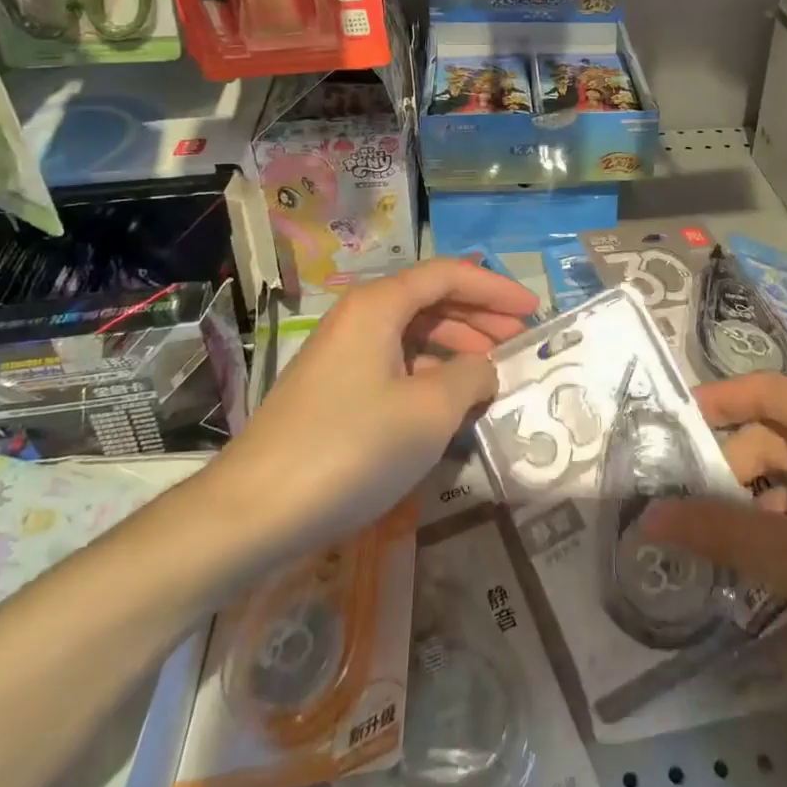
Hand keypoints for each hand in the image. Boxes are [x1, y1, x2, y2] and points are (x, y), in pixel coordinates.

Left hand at [217, 259, 537, 564]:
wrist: (252, 511)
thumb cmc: (350, 448)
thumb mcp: (428, 412)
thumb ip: (470, 377)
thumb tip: (484, 368)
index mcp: (378, 305)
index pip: (448, 275)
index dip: (495, 287)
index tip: (534, 309)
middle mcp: (358, 317)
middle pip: (430, 299)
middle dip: (479, 316)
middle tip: (519, 341)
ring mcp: (342, 354)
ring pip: (411, 333)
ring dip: (456, 346)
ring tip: (491, 373)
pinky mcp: (333, 389)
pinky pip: (394, 363)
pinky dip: (428, 373)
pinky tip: (449, 402)